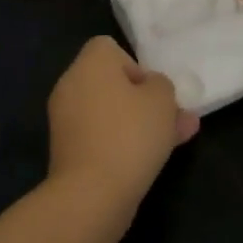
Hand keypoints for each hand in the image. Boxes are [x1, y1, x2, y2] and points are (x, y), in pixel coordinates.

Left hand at [46, 36, 198, 210]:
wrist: (92, 194)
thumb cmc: (129, 135)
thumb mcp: (162, 100)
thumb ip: (162, 86)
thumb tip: (151, 88)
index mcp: (88, 65)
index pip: (109, 48)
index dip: (135, 65)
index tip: (152, 90)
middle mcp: (71, 86)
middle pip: (111, 83)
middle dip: (144, 99)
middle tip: (173, 117)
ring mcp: (66, 121)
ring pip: (110, 113)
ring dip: (139, 123)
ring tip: (177, 139)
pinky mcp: (68, 152)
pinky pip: (102, 136)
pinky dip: (122, 143)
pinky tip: (153, 159)